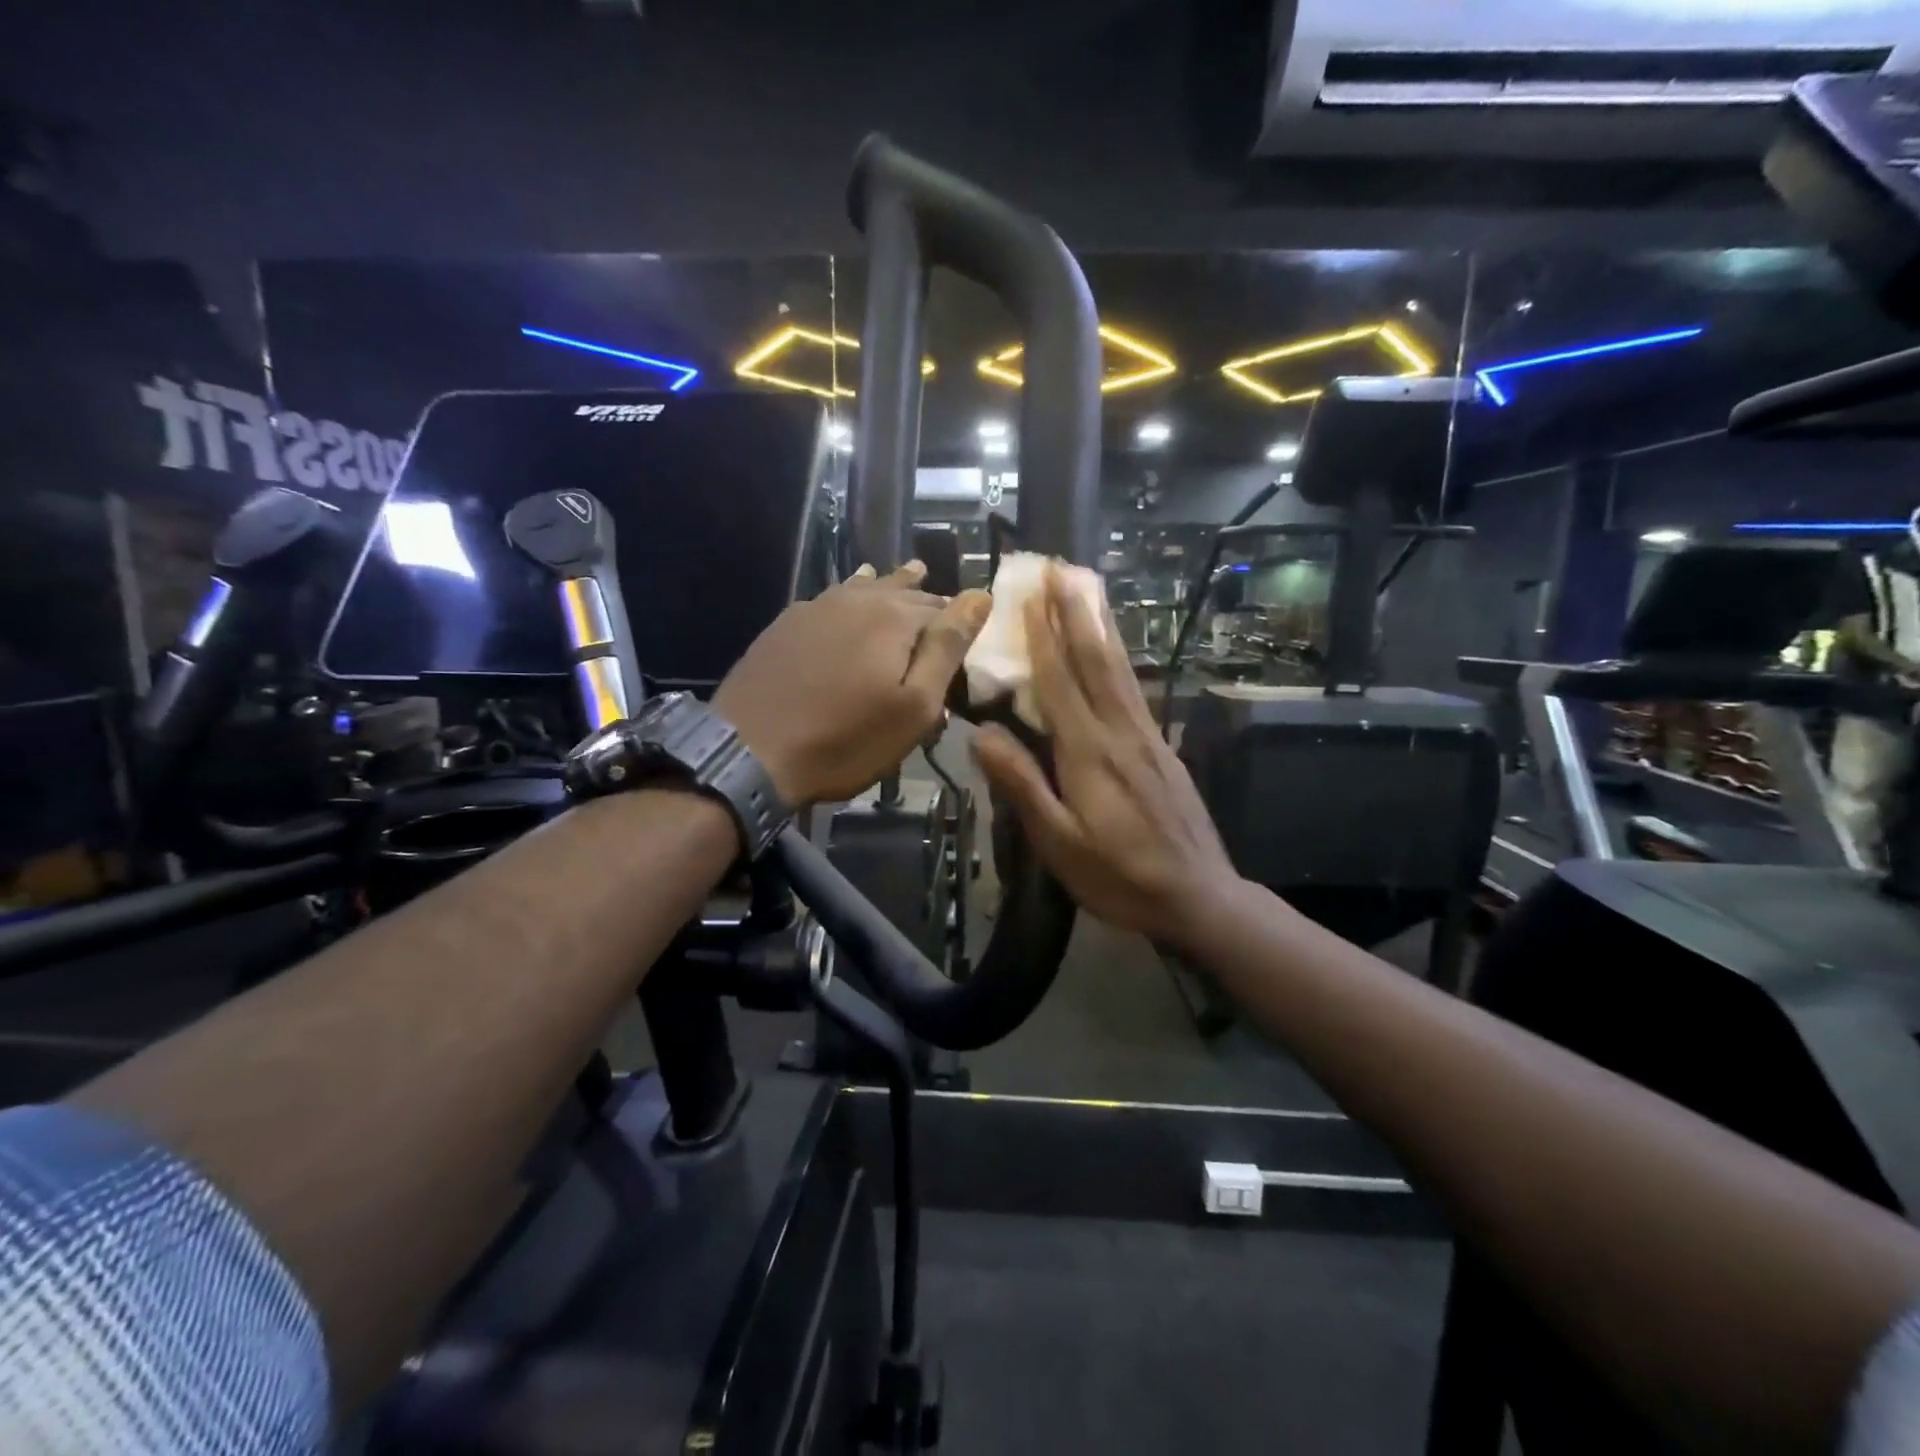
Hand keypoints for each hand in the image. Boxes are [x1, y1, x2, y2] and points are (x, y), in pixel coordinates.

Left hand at [715, 562, 991, 805]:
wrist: (750, 752)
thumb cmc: (846, 739)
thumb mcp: (914, 706)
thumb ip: (947, 647)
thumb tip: (979, 595)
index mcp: (895, 617)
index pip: (943, 608)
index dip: (959, 622)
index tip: (967, 641)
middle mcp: (857, 599)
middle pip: (904, 592)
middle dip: (927, 600)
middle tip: (944, 606)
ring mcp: (816, 607)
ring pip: (866, 587)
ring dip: (891, 585)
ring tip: (910, 575)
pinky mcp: (786, 624)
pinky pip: (832, 598)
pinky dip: (852, 594)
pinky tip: (851, 594)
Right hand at [973, 565, 1237, 945]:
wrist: (1197, 896)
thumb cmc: (1118, 876)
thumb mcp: (1059, 843)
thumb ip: (1022, 785)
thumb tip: (981, 734)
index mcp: (1089, 753)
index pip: (1060, 683)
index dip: (1043, 637)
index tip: (1031, 594)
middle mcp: (1121, 732)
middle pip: (1096, 661)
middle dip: (1076, 612)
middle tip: (1062, 568)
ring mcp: (1147, 737)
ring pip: (1120, 669)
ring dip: (1100, 625)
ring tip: (1088, 589)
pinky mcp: (1162, 748)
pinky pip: (1134, 690)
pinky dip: (1119, 658)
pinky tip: (1114, 650)